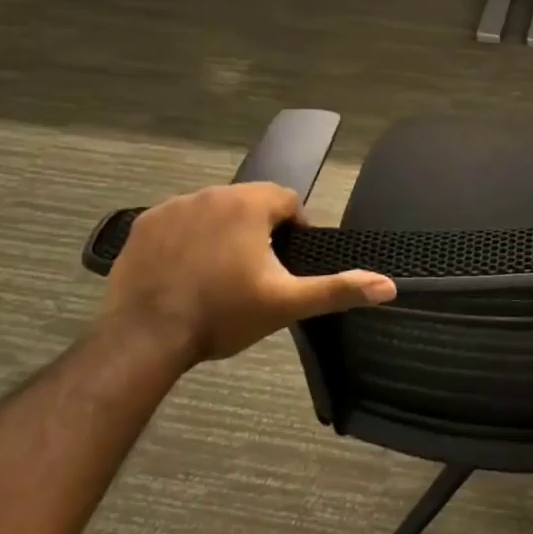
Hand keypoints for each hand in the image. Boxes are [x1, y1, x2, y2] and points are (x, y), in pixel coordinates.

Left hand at [101, 183, 394, 363]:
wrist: (145, 339)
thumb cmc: (224, 315)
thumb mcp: (287, 303)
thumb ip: (339, 289)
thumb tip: (389, 286)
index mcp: (250, 204)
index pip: (287, 200)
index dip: (294, 228)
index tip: (286, 262)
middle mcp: (212, 193)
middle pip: (250, 202)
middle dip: (258, 229)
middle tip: (255, 272)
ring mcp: (172, 207)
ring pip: (214, 210)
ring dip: (223, 231)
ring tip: (220, 273)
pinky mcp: (143, 226)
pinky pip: (178, 221)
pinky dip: (187, 238)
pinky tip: (186, 272)